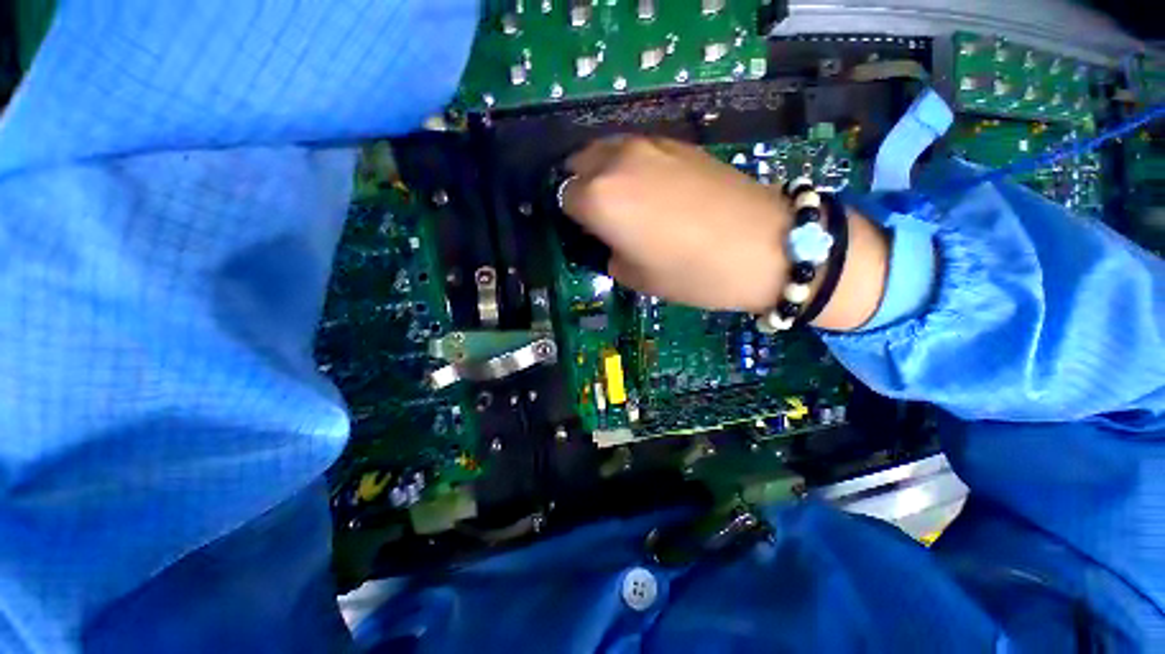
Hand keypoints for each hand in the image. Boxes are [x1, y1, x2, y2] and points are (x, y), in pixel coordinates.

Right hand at [561, 136, 789, 313]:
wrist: (766, 246)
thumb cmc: (692, 273)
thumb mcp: (637, 277)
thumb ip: (610, 253)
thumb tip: (609, 239)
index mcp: (600, 199)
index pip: (563, 198)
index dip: (571, 218)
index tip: (585, 232)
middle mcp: (617, 162)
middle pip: (579, 164)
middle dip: (581, 187)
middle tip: (598, 215)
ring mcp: (650, 145)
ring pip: (607, 149)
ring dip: (604, 172)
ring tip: (623, 200)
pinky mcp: (679, 142)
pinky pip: (638, 149)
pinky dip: (632, 165)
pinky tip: (652, 189)